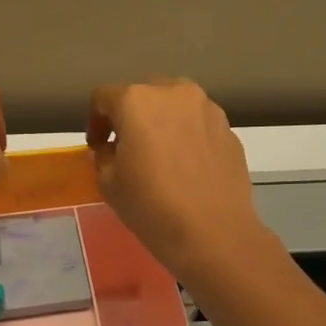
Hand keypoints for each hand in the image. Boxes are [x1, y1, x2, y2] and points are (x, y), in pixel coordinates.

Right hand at [87, 79, 271, 281]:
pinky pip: (199, 126)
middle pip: (144, 95)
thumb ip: (103, 157)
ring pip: (176, 107)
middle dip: (132, 118)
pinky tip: (187, 168)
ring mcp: (208, 109)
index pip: (104, 98)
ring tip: (161, 156)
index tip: (98, 147)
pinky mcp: (230, 130)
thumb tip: (110, 150)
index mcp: (137, 100)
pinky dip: (188, 138)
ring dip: (163, 124)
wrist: (213, 232)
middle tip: (128, 148)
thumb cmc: (151, 206)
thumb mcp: (109, 184)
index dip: (95, 121)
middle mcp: (174, 93)